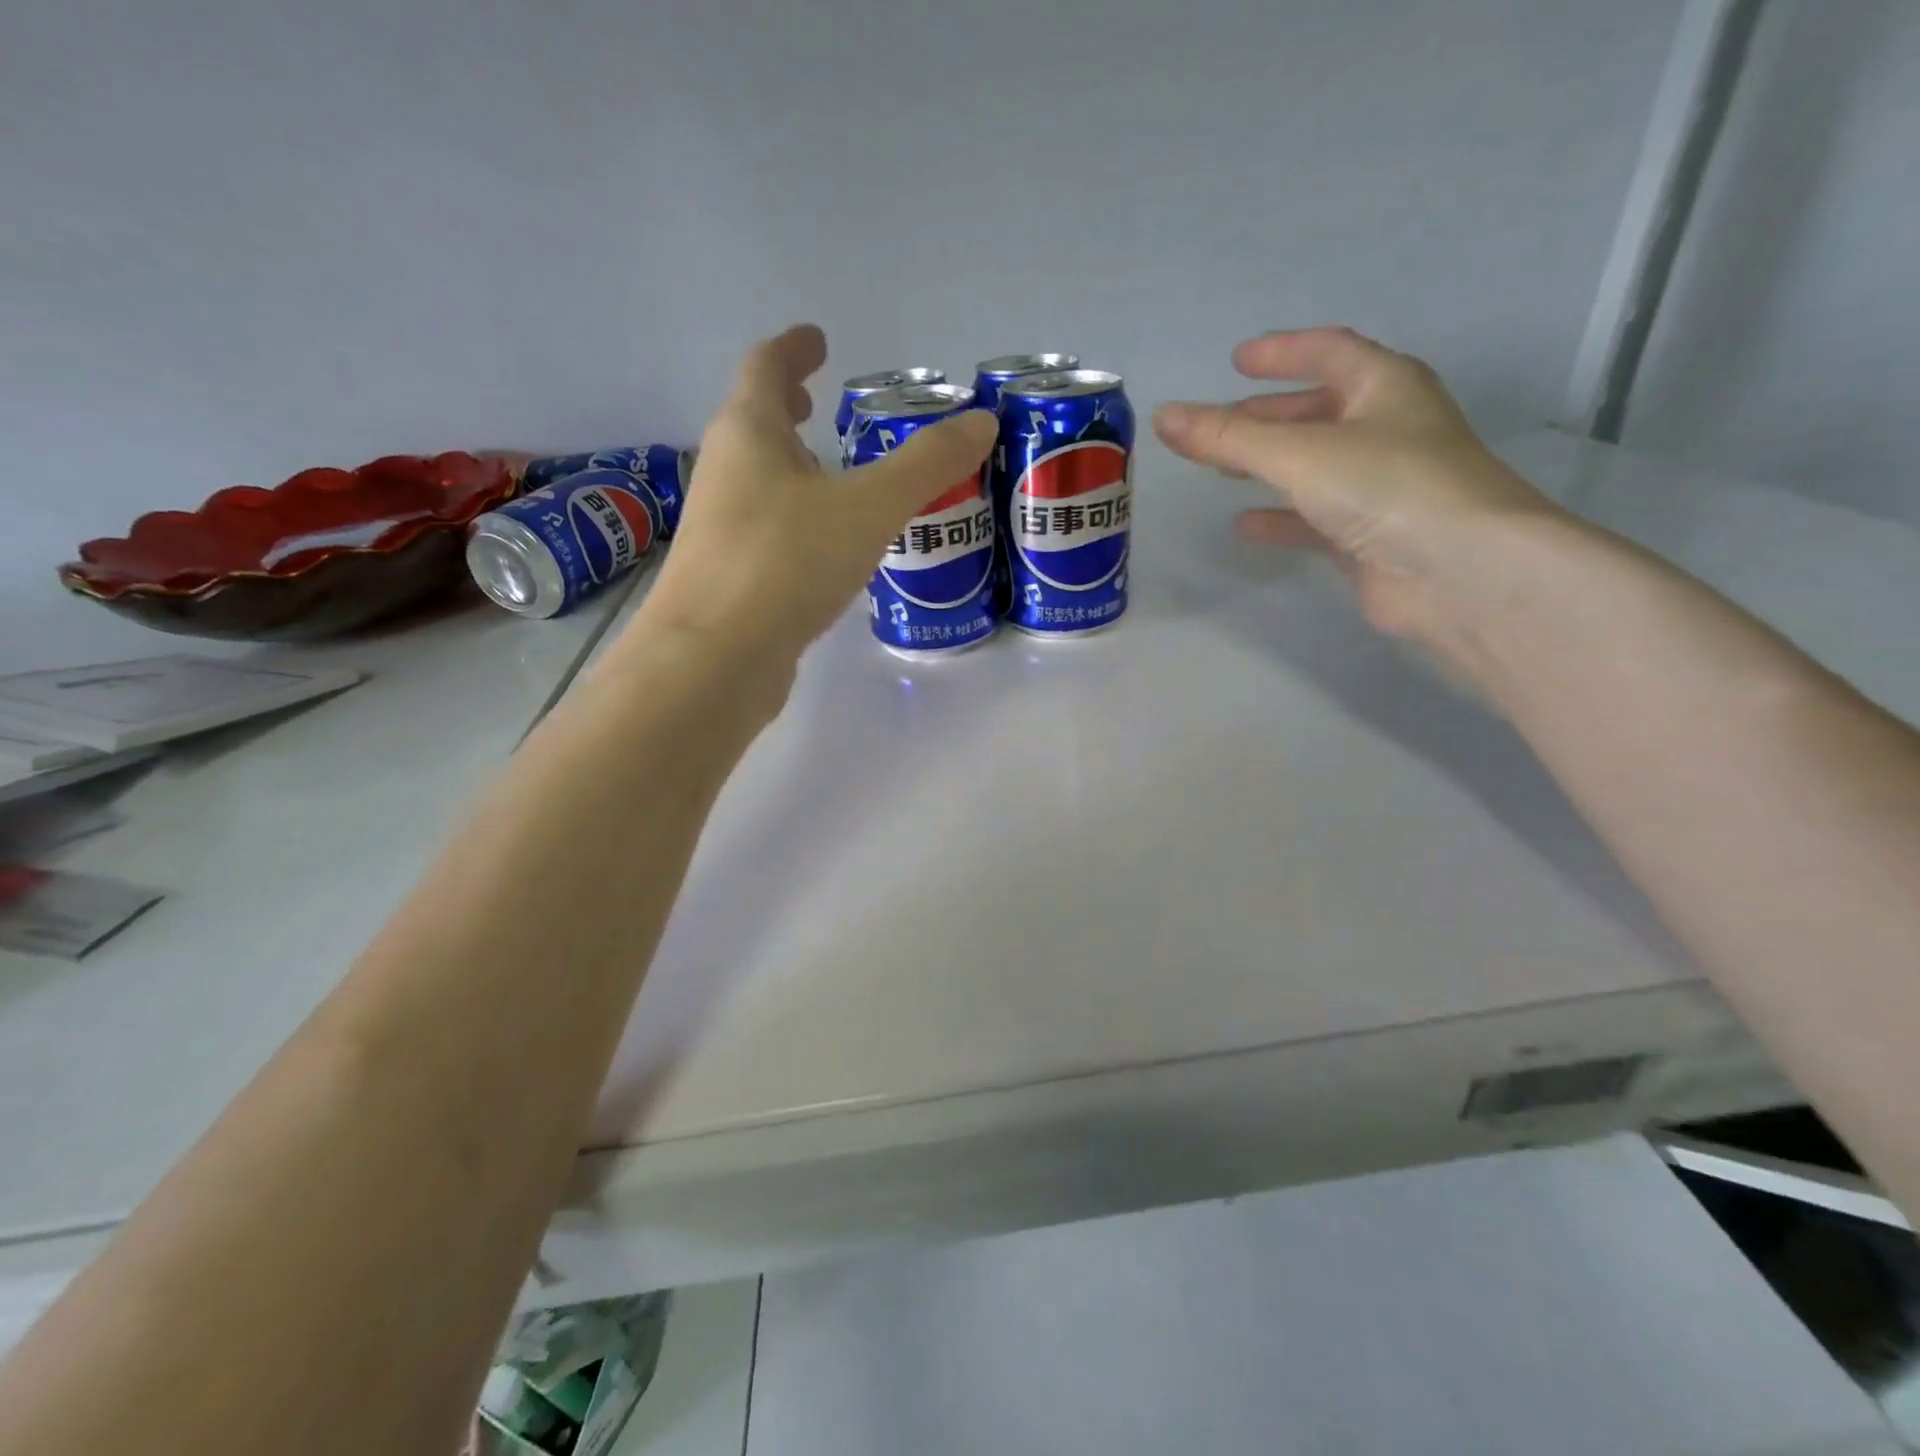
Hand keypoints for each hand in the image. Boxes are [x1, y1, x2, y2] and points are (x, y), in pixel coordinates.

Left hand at [639, 324, 997, 664]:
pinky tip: (825, 548)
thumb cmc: (786, 564)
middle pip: (754, 424)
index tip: (817, 339)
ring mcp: (720, 530)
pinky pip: (766, 530)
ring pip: (759, 482)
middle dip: (785, 408)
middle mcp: (724, 473)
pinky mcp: (729, 580)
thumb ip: (926, 466)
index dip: (794, 348)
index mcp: (748, 434)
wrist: (715, 661)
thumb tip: (982, 422)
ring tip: (833, 476)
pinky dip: (794, 520)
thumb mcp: (869, 508)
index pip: (766, 367)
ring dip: (791, 468)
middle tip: (817, 402)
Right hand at [1153, 327, 1562, 649]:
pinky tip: (1243, 525)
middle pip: (1319, 410)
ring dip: (1269, 464)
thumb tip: (1163, 416)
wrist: (1458, 571)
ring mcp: (1380, 485)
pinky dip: (1278, 516)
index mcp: (1384, 387)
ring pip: (1313, 465)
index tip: (1236, 360)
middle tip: (1220, 422)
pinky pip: (1313, 517)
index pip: (1329, 352)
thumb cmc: (1386, 487)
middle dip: (1267, 414)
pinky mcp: (1369, 536)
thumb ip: (1226, 437)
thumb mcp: (1297, 452)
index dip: (1282, 352)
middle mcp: (1386, 429)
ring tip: (1222, 469)